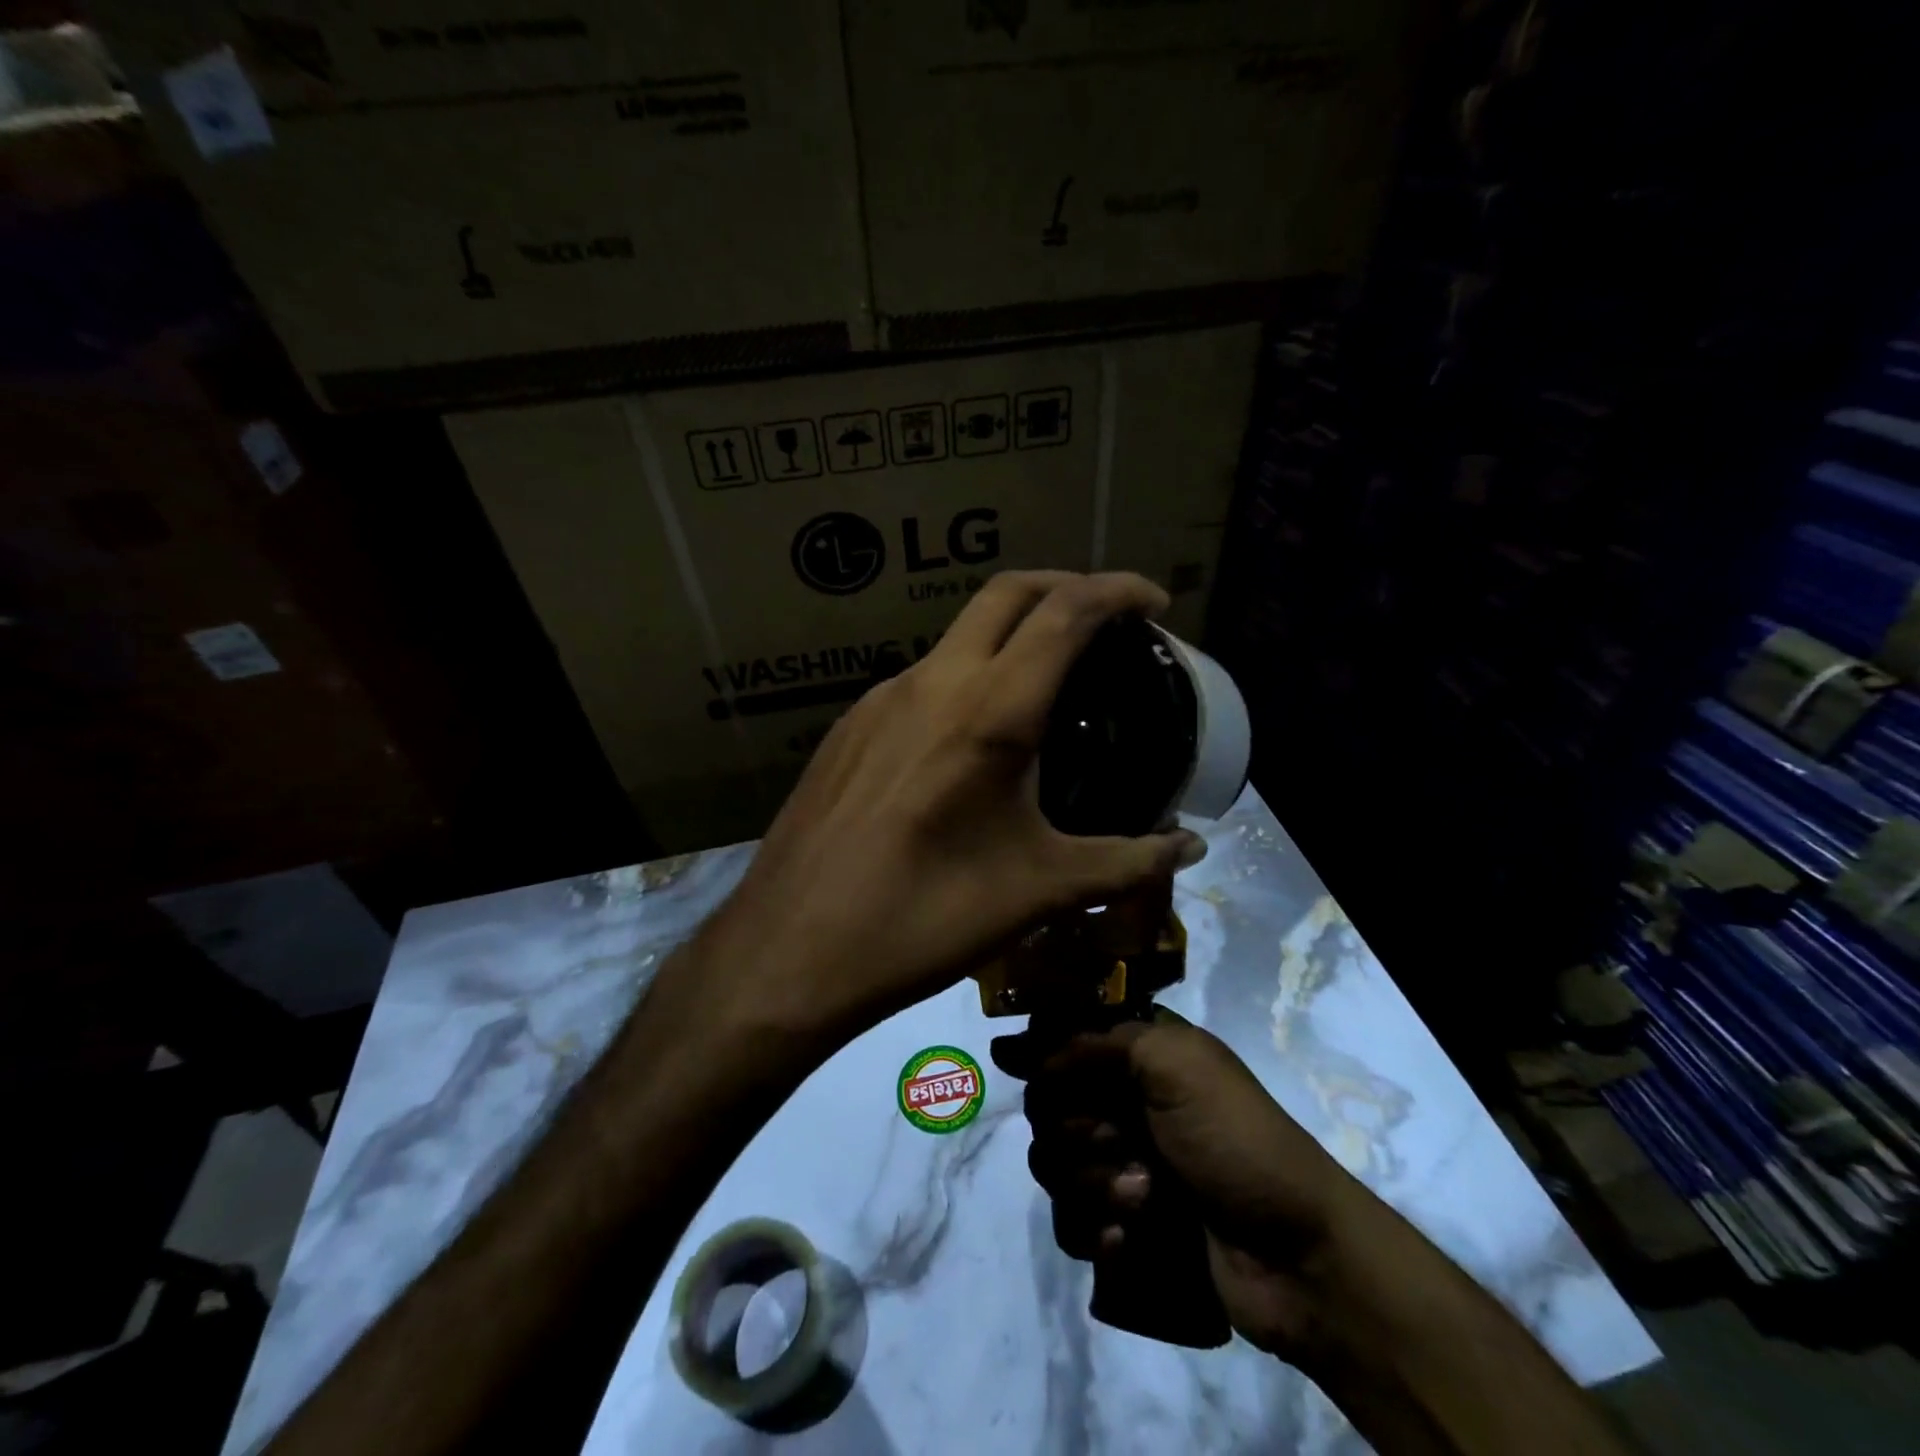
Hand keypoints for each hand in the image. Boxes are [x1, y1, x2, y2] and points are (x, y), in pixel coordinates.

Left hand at [694, 571, 1204, 1043]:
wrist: (792, 949)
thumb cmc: (926, 918)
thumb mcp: (1039, 890)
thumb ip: (1125, 861)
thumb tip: (1190, 850)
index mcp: (989, 711)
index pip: (1065, 613)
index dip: (1117, 590)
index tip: (1154, 601)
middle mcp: (933, 683)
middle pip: (1006, 594)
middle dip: (1064, 586)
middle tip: (1106, 619)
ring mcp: (880, 700)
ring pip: (958, 634)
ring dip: (1010, 634)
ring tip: (1044, 682)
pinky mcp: (848, 728)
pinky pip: (921, 680)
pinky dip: (966, 676)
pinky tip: (970, 738)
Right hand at [993, 1015, 1365, 1366]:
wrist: (1296, 1256)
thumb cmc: (1236, 1140)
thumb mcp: (1177, 1064)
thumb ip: (1099, 1042)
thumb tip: (1021, 1047)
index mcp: (1139, 1056)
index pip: (1064, 1037)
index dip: (1037, 1048)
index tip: (1008, 1058)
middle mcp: (1122, 1102)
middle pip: (1046, 1103)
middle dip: (1077, 1128)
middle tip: (1120, 1139)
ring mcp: (1119, 1164)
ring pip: (1051, 1164)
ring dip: (1093, 1183)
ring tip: (1144, 1199)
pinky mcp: (1120, 1224)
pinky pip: (1068, 1222)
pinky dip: (1094, 1228)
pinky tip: (1128, 1237)